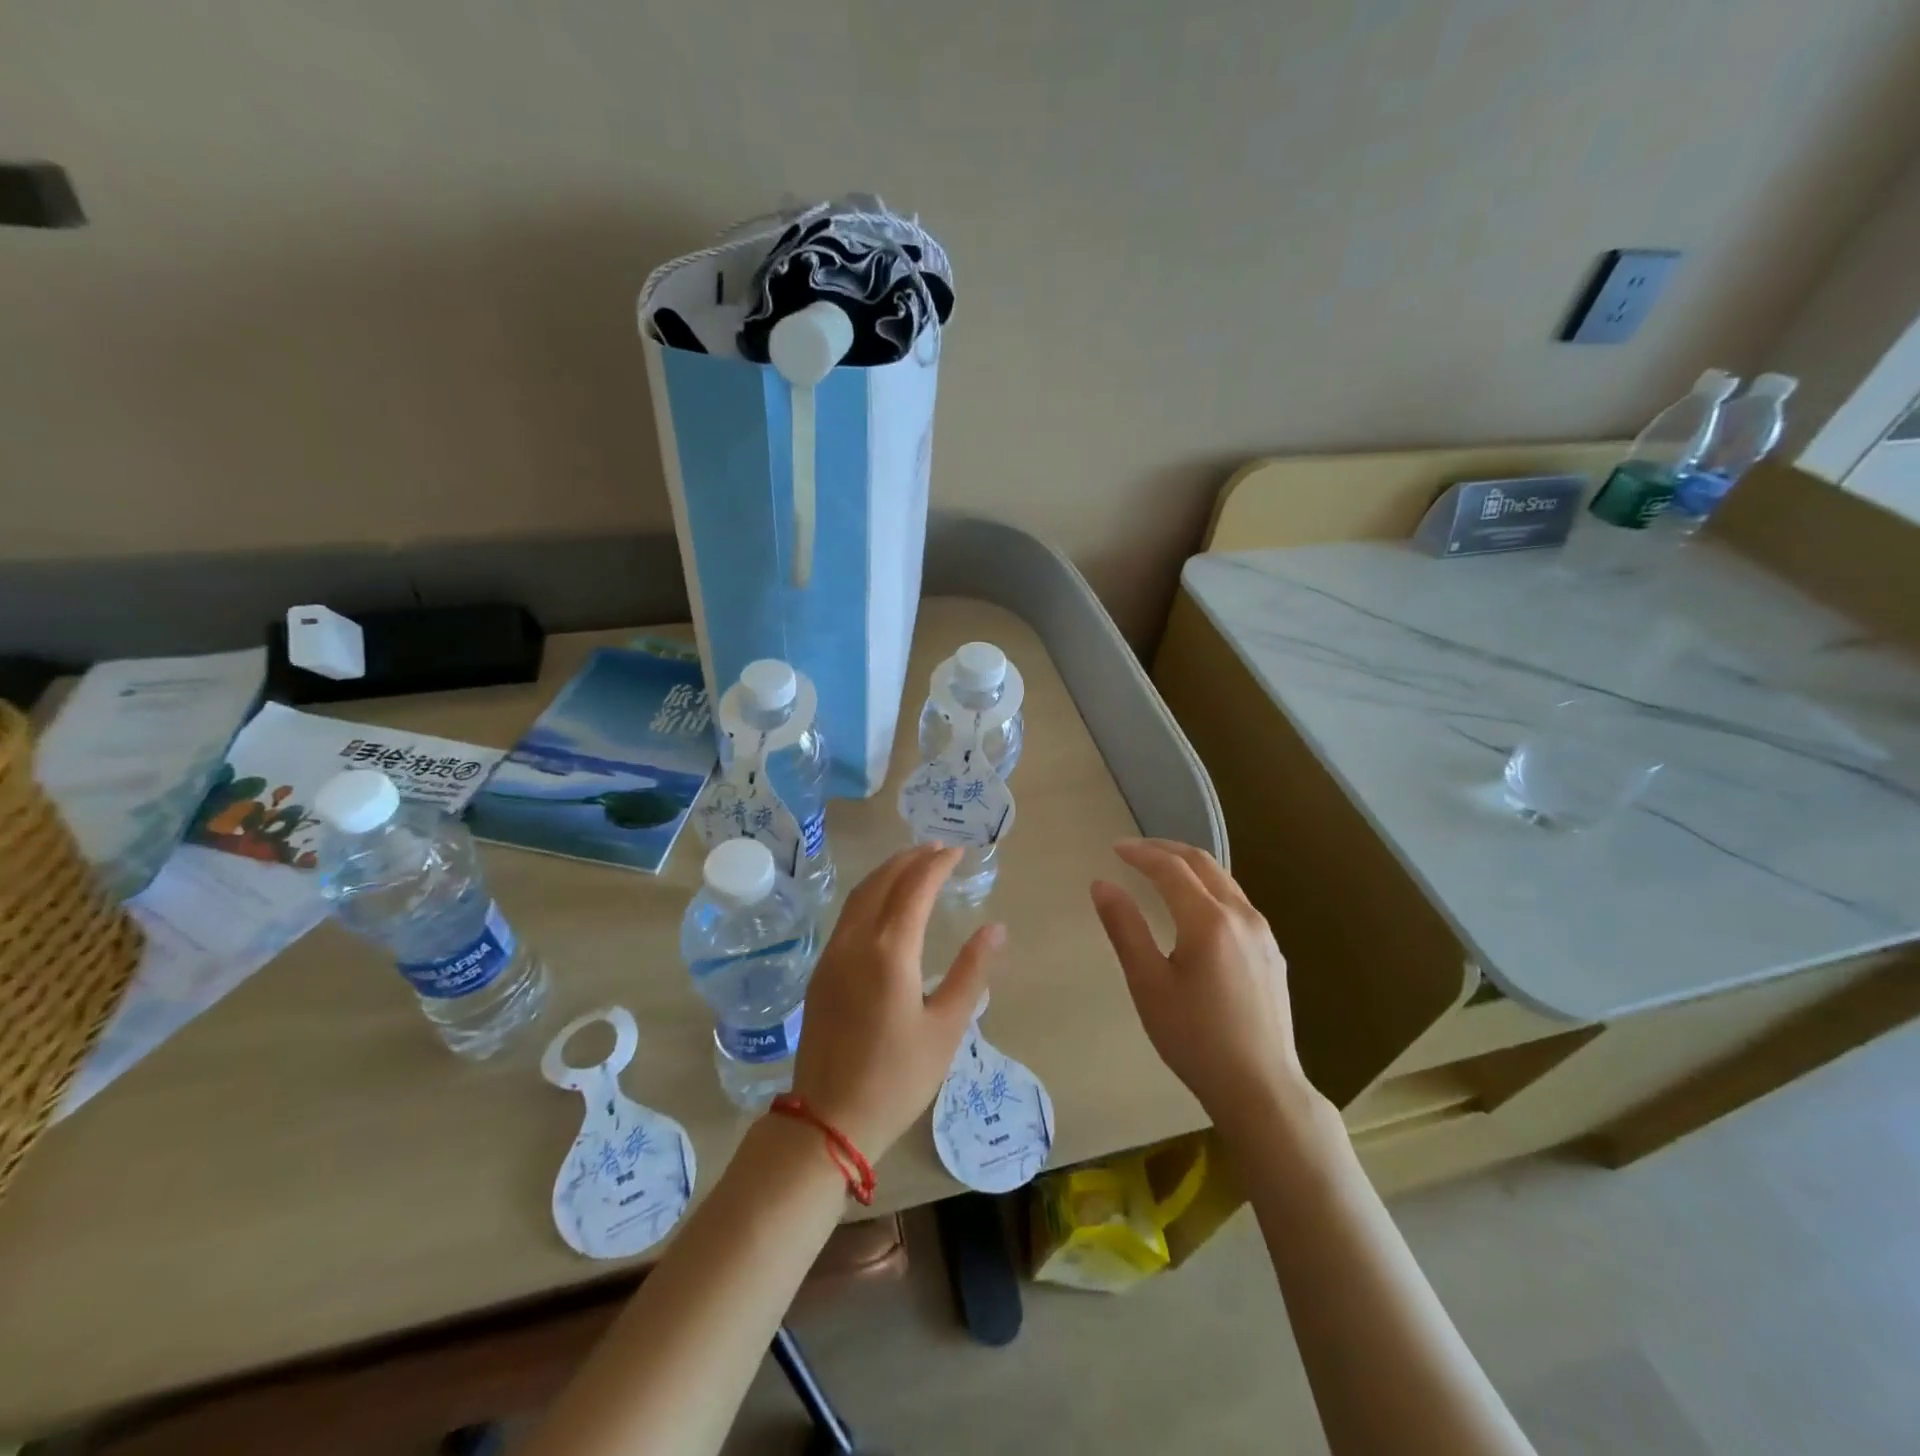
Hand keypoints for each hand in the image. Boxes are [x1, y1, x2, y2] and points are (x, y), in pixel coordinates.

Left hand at [791, 845, 1003, 1158]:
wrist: (828, 1119)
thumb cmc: (897, 1078)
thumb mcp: (946, 1028)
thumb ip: (971, 973)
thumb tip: (995, 928)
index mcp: (890, 952)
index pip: (915, 888)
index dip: (937, 864)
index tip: (959, 850)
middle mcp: (856, 942)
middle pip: (882, 881)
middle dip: (911, 859)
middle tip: (939, 849)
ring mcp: (832, 954)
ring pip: (859, 895)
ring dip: (887, 872)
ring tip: (914, 865)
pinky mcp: (821, 971)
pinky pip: (847, 915)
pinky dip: (870, 894)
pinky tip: (885, 903)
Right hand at [1090, 838, 1304, 1123]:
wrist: (1261, 1088)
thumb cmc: (1194, 1038)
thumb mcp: (1148, 984)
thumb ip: (1125, 928)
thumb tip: (1102, 884)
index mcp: (1208, 920)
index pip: (1171, 868)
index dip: (1141, 853)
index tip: (1114, 848)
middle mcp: (1241, 915)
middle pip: (1203, 863)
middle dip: (1166, 850)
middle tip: (1134, 850)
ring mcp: (1262, 933)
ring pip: (1223, 880)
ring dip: (1189, 866)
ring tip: (1160, 871)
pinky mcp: (1271, 952)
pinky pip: (1236, 902)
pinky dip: (1208, 888)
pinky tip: (1194, 907)